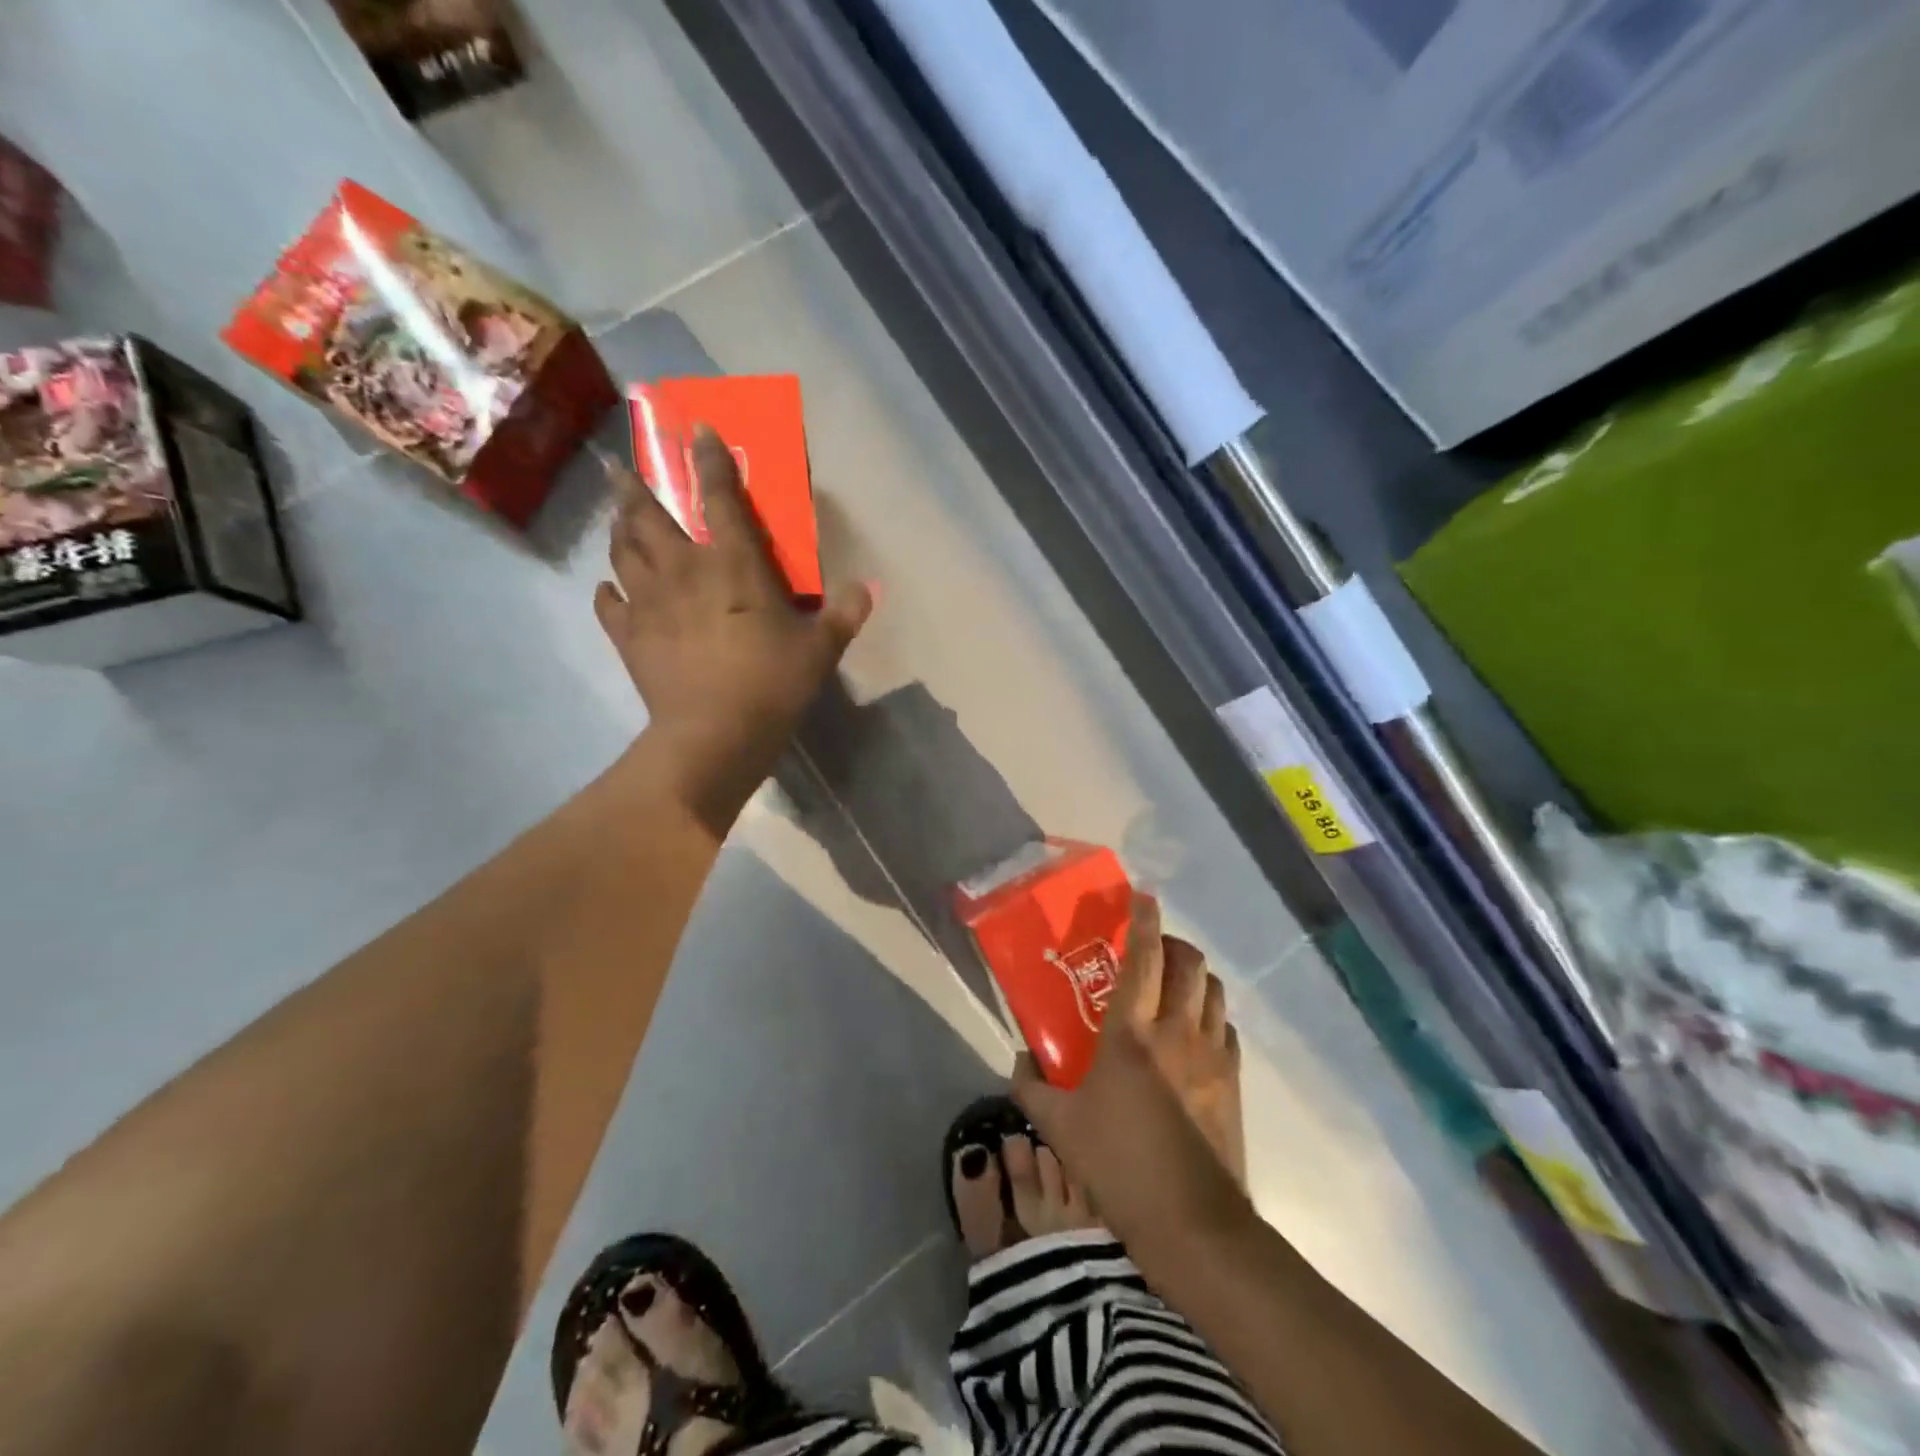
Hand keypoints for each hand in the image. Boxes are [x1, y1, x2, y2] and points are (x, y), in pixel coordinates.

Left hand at [597, 425, 870, 829]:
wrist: (714, 735)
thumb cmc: (772, 684)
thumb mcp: (820, 649)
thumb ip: (844, 613)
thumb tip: (870, 587)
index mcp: (733, 565)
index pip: (719, 498)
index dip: (708, 460)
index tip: (696, 429)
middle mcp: (684, 570)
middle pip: (648, 516)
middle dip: (635, 488)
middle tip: (623, 470)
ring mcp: (650, 603)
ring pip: (623, 551)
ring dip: (619, 529)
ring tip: (617, 519)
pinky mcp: (630, 637)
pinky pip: (610, 605)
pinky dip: (608, 592)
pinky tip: (609, 589)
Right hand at [1014, 893, 1248, 1237]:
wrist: (1192, 1225)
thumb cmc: (1119, 1167)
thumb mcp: (1059, 1126)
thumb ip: (1031, 1085)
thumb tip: (1019, 1058)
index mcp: (1131, 1033)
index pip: (1144, 957)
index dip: (1144, 919)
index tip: (1142, 896)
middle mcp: (1177, 1030)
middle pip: (1189, 963)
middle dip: (1173, 942)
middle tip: (1152, 949)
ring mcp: (1212, 1054)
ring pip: (1213, 990)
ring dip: (1195, 975)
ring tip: (1173, 984)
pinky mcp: (1233, 1081)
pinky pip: (1226, 1027)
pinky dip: (1210, 1014)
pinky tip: (1194, 1032)